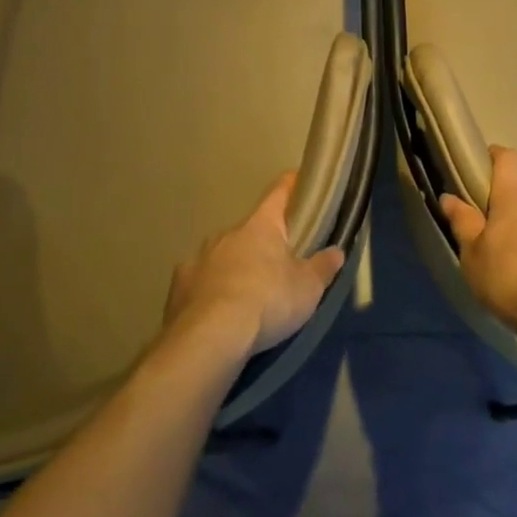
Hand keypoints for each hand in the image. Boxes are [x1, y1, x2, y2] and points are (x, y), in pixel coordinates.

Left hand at [165, 171, 345, 356]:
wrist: (211, 336)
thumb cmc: (268, 301)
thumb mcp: (308, 288)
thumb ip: (323, 267)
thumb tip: (336, 252)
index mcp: (260, 226)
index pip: (278, 192)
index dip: (291, 185)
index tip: (299, 180)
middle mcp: (227, 233)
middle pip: (251, 229)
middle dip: (264, 242)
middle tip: (279, 263)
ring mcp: (199, 257)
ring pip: (224, 254)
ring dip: (236, 266)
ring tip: (248, 294)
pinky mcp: (179, 285)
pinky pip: (200, 280)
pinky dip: (211, 289)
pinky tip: (217, 310)